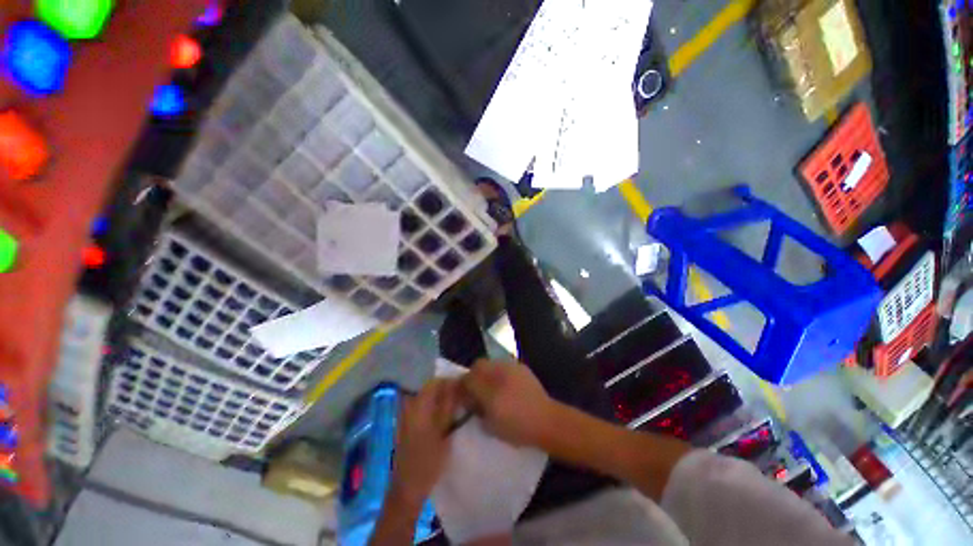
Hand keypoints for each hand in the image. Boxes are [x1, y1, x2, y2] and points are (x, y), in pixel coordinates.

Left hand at [390, 379, 460, 505]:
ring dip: (441, 399)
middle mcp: (410, 406)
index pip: (435, 382)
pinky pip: (422, 407)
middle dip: (446, 390)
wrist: (407, 489)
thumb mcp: (444, 433)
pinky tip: (444, 418)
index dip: (450, 382)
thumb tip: (457, 384)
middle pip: (430, 389)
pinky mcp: (406, 424)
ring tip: (456, 407)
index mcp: (418, 406)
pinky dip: (434, 408)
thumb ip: (449, 406)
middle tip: (462, 397)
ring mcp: (406, 415)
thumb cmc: (428, 462)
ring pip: (427, 398)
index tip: (464, 387)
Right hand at [460, 360, 558, 446]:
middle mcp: (499, 372)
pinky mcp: (522, 367)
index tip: (464, 395)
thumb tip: (470, 400)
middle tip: (476, 390)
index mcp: (490, 388)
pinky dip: (500, 372)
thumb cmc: (518, 427)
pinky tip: (506, 385)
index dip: (462, 386)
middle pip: (478, 365)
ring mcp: (512, 366)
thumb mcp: (491, 425)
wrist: (547, 421)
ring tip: (491, 387)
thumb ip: (477, 410)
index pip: (468, 378)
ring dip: (486, 372)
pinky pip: (504, 365)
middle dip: (474, 375)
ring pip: (491, 363)